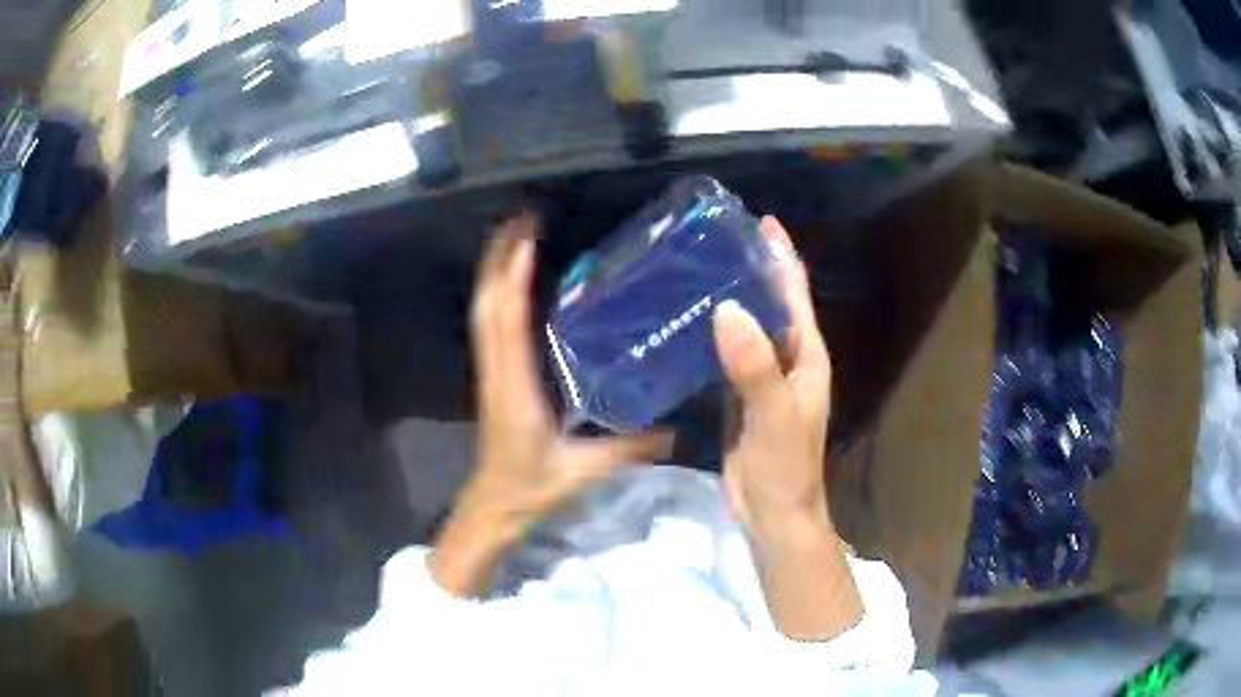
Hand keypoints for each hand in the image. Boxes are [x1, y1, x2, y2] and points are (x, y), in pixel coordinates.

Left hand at [429, 212, 672, 597]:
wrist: (493, 505)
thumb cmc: (532, 488)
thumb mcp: (585, 471)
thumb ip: (630, 449)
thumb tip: (678, 430)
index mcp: (516, 388)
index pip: (507, 321)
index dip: (513, 276)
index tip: (527, 236)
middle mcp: (498, 371)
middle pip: (488, 304)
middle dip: (500, 257)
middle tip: (522, 218)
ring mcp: (491, 371)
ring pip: (484, 311)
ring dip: (494, 270)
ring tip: (513, 235)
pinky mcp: (494, 375)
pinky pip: (489, 325)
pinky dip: (496, 293)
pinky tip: (512, 278)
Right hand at [713, 216, 862, 639]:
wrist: (771, 514)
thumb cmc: (785, 466)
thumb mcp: (774, 415)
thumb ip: (755, 365)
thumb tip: (728, 308)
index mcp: (805, 354)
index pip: (795, 293)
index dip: (781, 255)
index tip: (759, 220)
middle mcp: (786, 357)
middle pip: (769, 302)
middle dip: (749, 267)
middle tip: (711, 238)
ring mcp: (761, 376)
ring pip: (745, 326)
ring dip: (726, 297)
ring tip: (691, 268)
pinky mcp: (738, 395)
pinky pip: (725, 354)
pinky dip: (708, 333)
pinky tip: (682, 321)